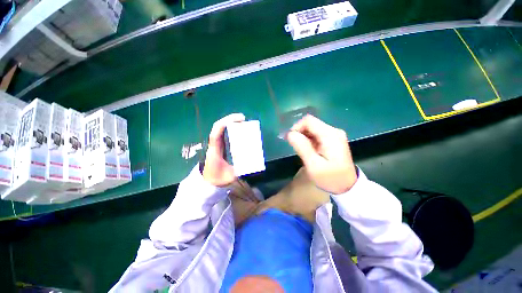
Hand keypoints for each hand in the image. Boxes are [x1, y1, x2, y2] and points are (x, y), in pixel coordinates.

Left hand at [203, 113, 244, 186]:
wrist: (207, 182)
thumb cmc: (217, 178)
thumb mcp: (229, 175)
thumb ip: (240, 170)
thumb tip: (251, 164)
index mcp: (215, 149)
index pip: (217, 132)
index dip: (226, 123)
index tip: (240, 119)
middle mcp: (215, 144)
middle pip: (219, 127)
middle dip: (231, 120)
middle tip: (243, 119)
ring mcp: (216, 144)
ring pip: (222, 130)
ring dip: (231, 124)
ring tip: (243, 123)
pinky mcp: (220, 146)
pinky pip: (224, 135)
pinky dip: (231, 130)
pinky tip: (240, 131)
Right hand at [287, 115, 356, 193]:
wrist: (347, 187)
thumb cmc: (329, 178)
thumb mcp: (313, 165)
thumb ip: (302, 147)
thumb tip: (290, 133)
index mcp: (330, 135)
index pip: (308, 121)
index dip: (296, 127)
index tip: (291, 140)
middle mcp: (334, 131)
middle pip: (311, 123)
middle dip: (300, 133)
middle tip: (295, 147)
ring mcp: (335, 134)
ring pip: (313, 128)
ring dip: (304, 137)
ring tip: (302, 151)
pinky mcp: (333, 139)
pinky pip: (317, 134)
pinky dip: (309, 140)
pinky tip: (309, 150)